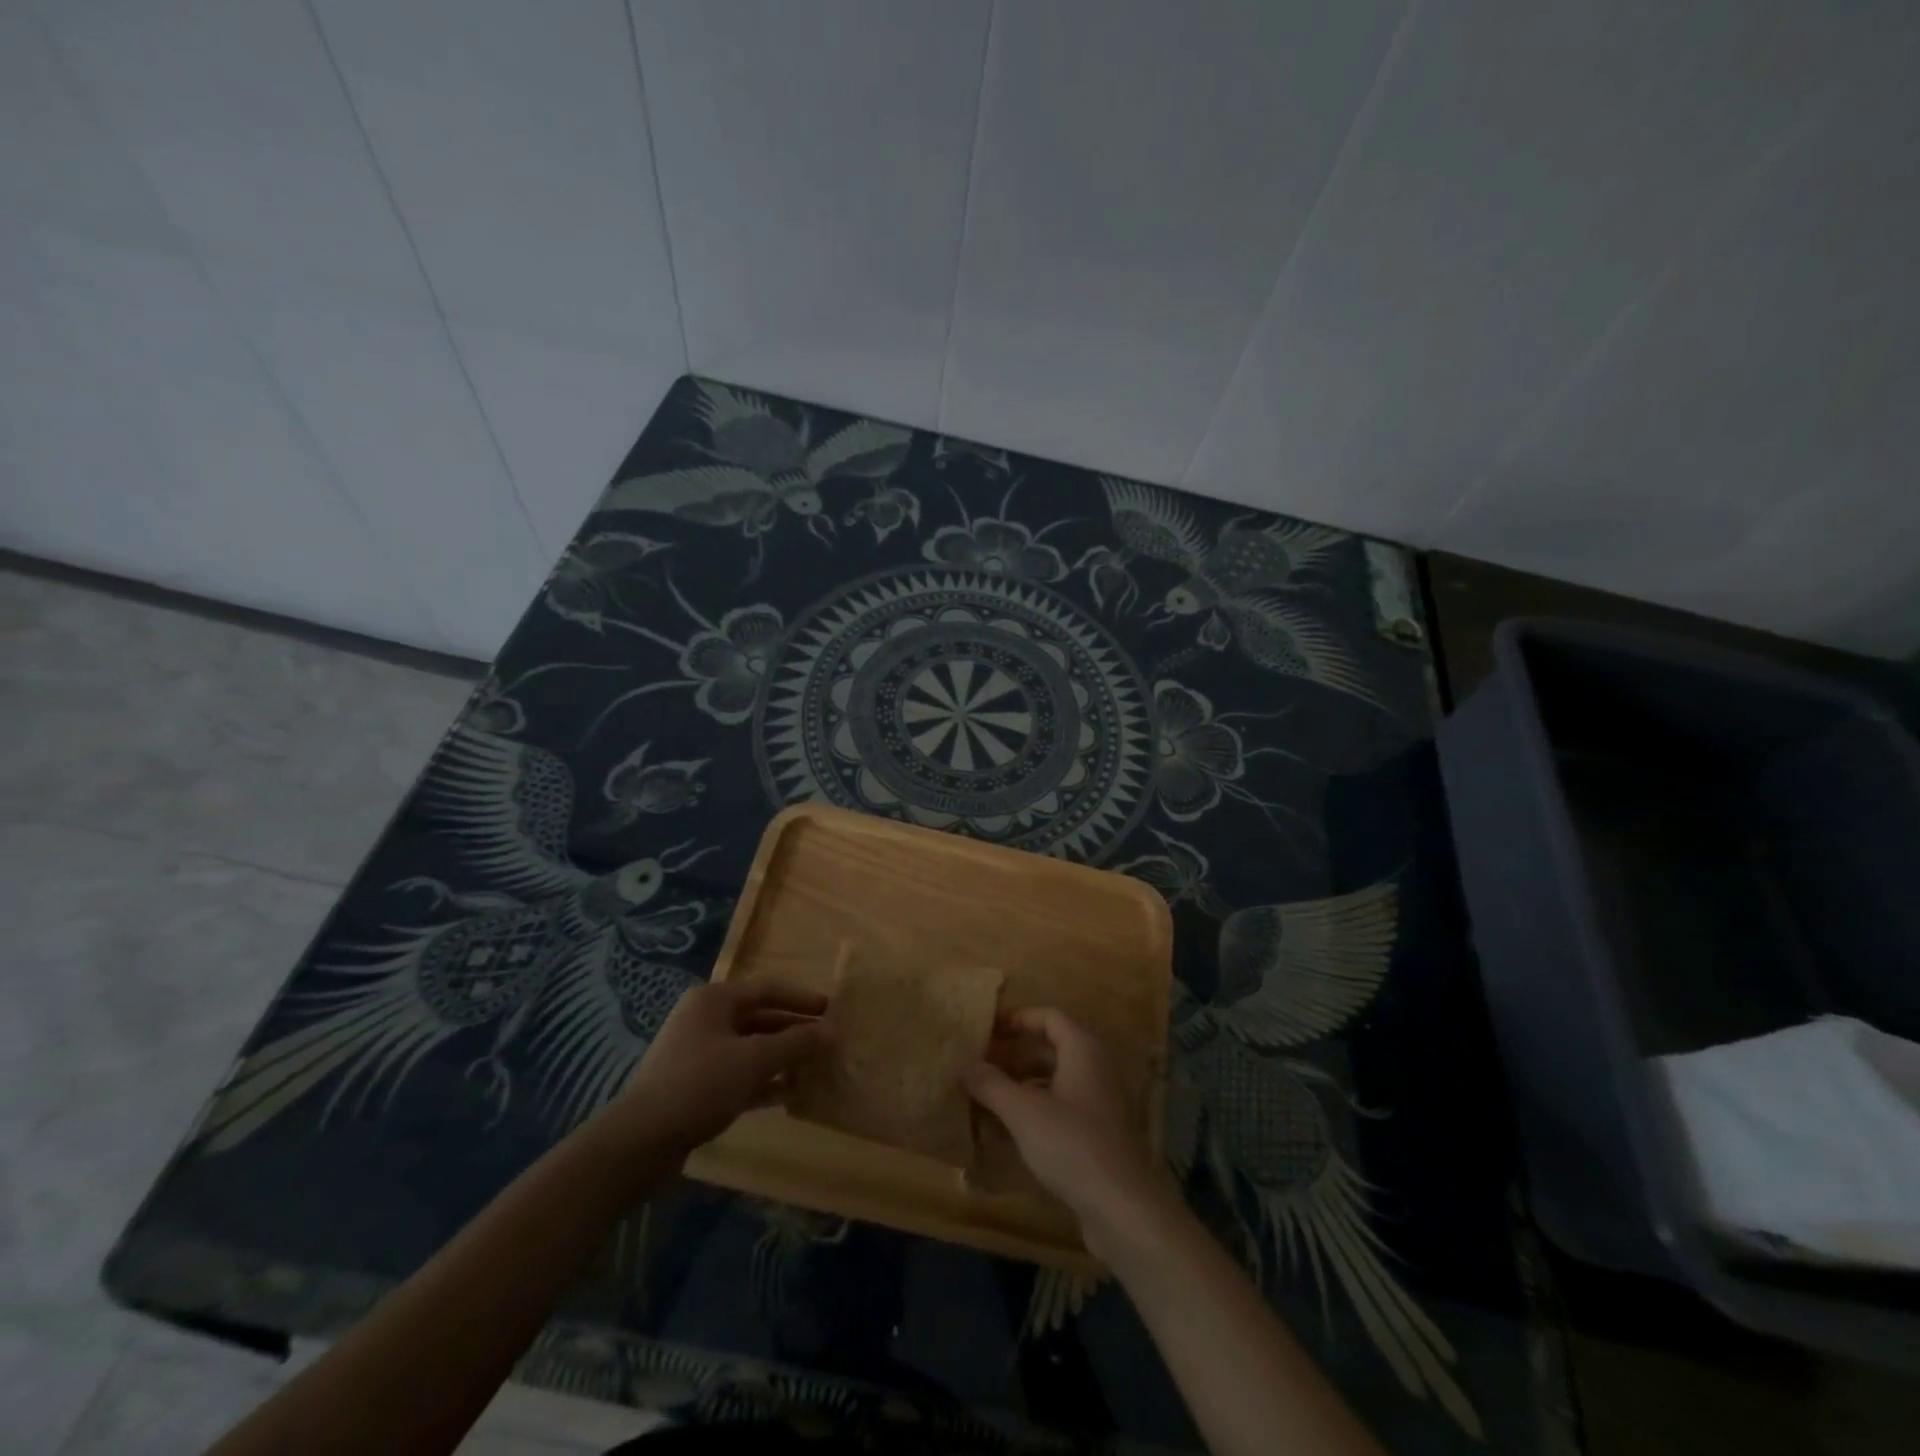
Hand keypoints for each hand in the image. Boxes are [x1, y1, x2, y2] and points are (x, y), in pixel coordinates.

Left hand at [603, 980, 828, 1159]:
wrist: (640, 1142)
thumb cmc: (700, 1084)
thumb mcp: (754, 1059)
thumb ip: (796, 1043)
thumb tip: (832, 1031)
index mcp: (714, 999)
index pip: (767, 988)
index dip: (800, 998)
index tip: (830, 1010)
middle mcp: (705, 1019)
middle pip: (759, 1017)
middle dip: (793, 1030)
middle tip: (826, 1041)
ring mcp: (698, 1053)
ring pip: (750, 1047)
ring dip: (781, 1056)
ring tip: (813, 1067)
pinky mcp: (695, 1086)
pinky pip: (738, 1073)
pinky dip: (763, 1080)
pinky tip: (788, 1094)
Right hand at [962, 1008, 1175, 1258]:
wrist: (1124, 1209)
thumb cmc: (1072, 1145)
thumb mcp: (1023, 1112)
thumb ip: (990, 1084)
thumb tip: (960, 1062)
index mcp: (1082, 1050)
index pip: (1048, 1016)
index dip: (1016, 1019)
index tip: (985, 1031)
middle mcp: (1095, 1068)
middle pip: (1050, 1047)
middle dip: (1014, 1054)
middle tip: (979, 1065)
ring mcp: (1099, 1102)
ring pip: (1054, 1080)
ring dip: (1021, 1084)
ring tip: (986, 1097)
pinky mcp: (1098, 1134)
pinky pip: (1061, 1107)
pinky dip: (1035, 1109)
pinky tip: (1009, 1130)